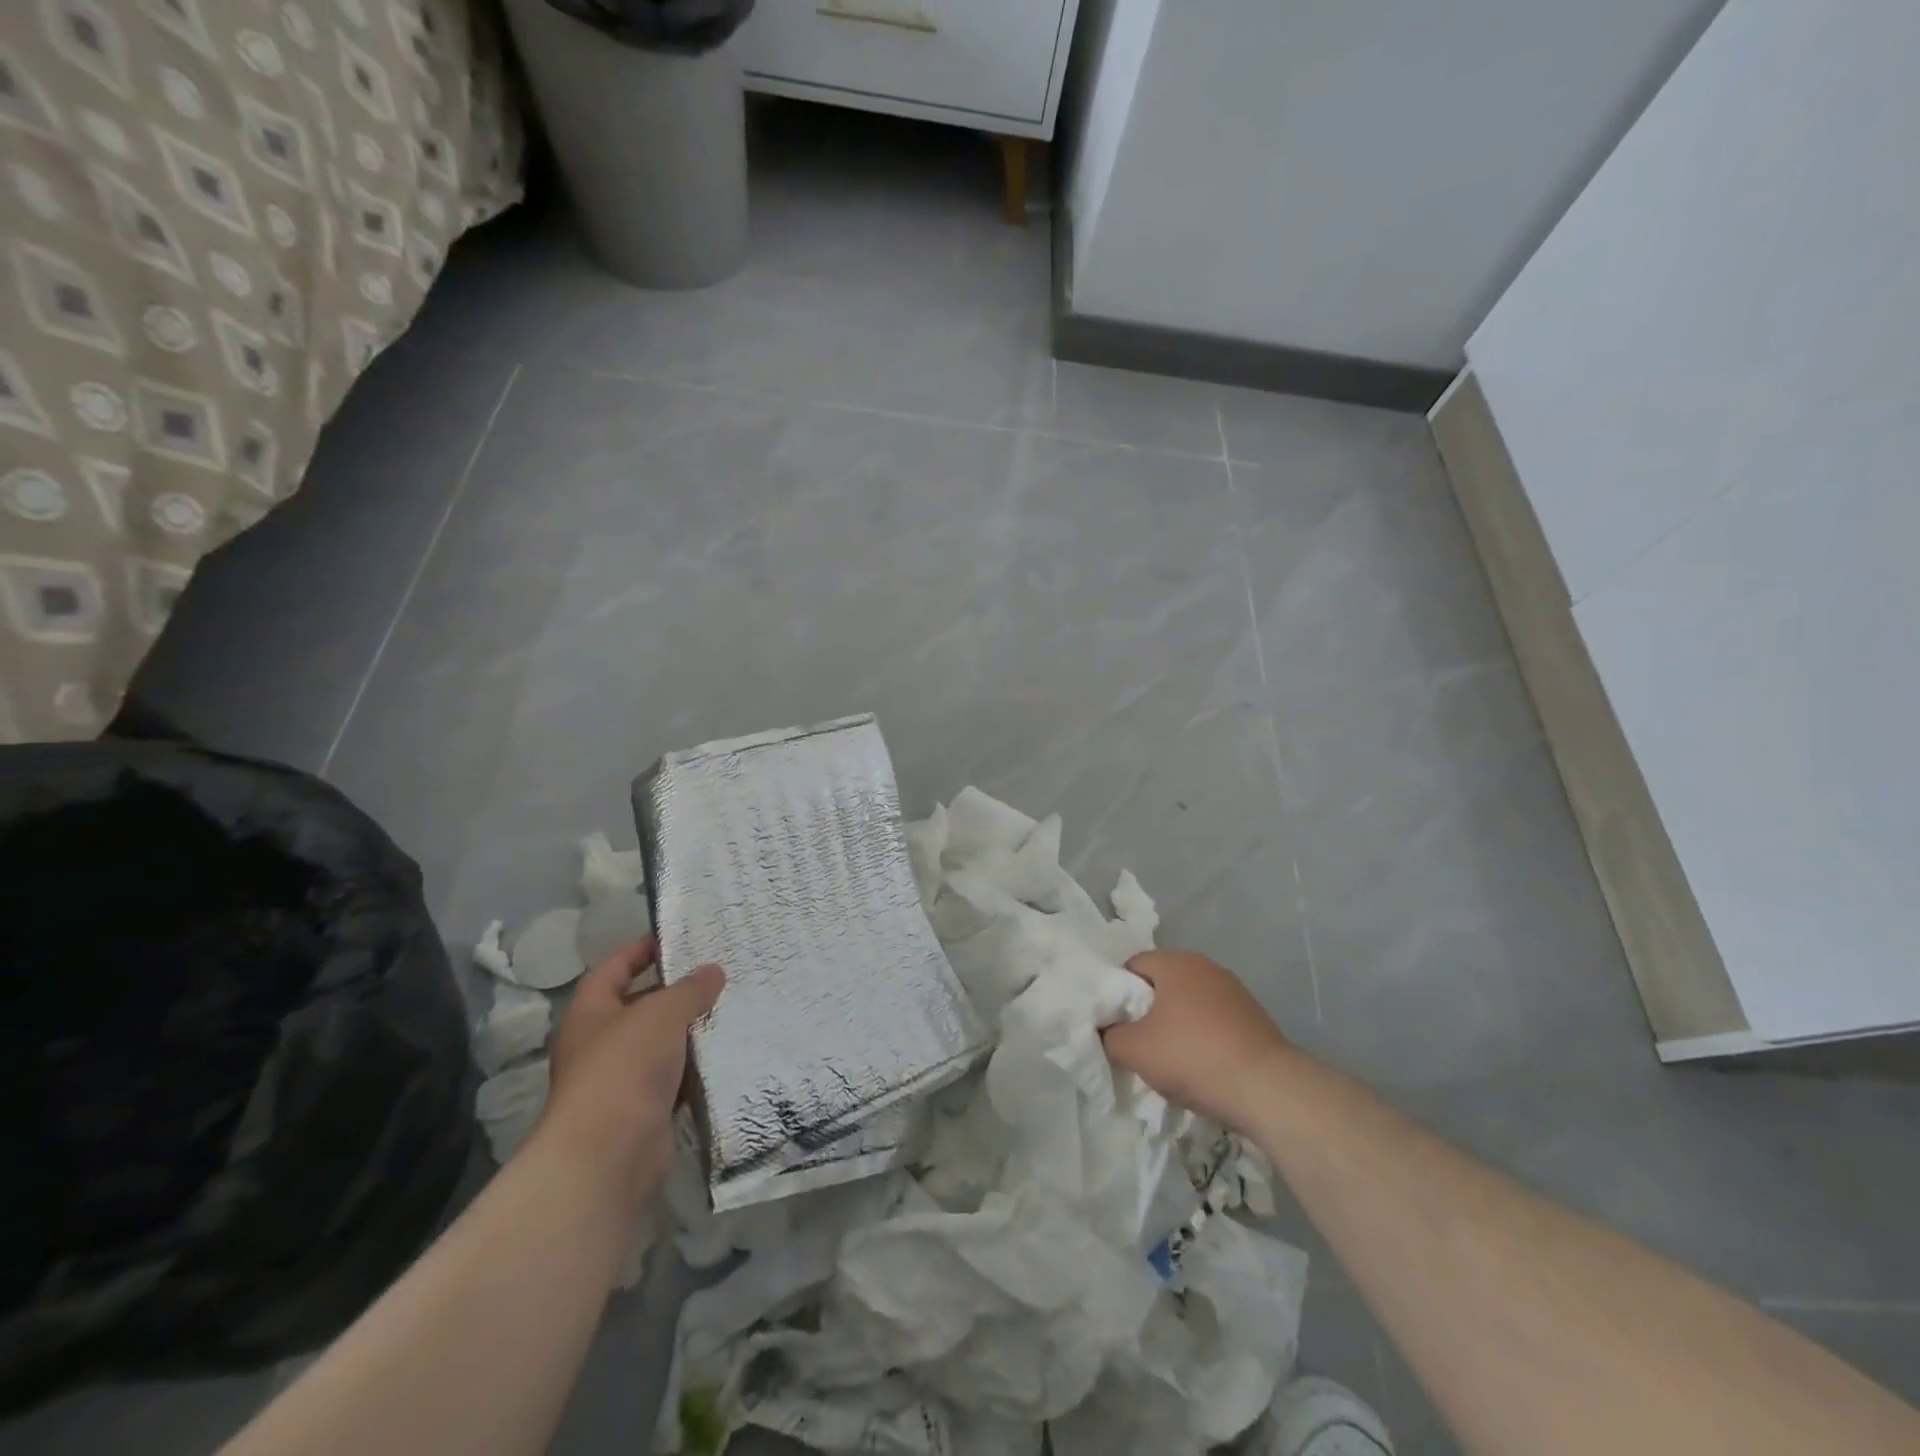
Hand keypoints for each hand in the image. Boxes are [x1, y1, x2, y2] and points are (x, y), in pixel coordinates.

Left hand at [533, 939, 724, 1210]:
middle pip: (642, 1006)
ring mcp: (621, 1080)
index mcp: (592, 1011)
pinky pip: (676, 1079)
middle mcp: (601, 1042)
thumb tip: (713, 971)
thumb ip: (690, 989)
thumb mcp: (662, 1013)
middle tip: (721, 974)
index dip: (643, 949)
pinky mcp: (644, 1111)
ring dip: (693, 1031)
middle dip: (679, 992)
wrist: (608, 1155)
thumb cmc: (625, 1066)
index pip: (616, 967)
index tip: (681, 939)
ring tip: (734, 1007)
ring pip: (663, 1044)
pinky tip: (729, 1054)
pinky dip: (698, 1068)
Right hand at [1101, 949, 1289, 1131]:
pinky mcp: (1254, 1018)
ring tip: (1169, 1059)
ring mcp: (1234, 991)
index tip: (1113, 1023)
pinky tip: (1200, 1066)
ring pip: (1189, 1003)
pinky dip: (1202, 1037)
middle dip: (1146, 1010)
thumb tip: (1107, 1030)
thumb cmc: (1193, 1056)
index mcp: (1176, 962)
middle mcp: (1206, 966)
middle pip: (1162, 983)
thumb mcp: (1134, 1050)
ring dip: (1176, 1025)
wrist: (1268, 1089)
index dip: (1117, 993)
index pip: (1132, 965)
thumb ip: (1110, 1035)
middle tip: (1136, 1042)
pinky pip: (1214, 1021)